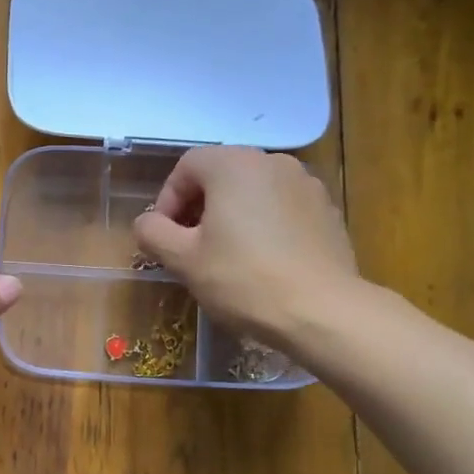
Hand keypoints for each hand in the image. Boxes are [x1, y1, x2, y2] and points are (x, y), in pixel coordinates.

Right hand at [134, 146, 363, 352]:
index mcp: (234, 164)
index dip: (167, 200)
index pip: (187, 166)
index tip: (164, 236)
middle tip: (190, 247)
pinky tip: (262, 263)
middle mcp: (273, 162)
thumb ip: (153, 232)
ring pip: (253, 192)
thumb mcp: (183, 259)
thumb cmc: (242, 279)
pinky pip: (282, 209)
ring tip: (226, 256)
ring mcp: (306, 184)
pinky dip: (264, 226)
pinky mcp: (327, 211)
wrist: (321, 310)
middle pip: (221, 175)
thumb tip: (147, 223)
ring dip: (231, 216)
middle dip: (198, 207)